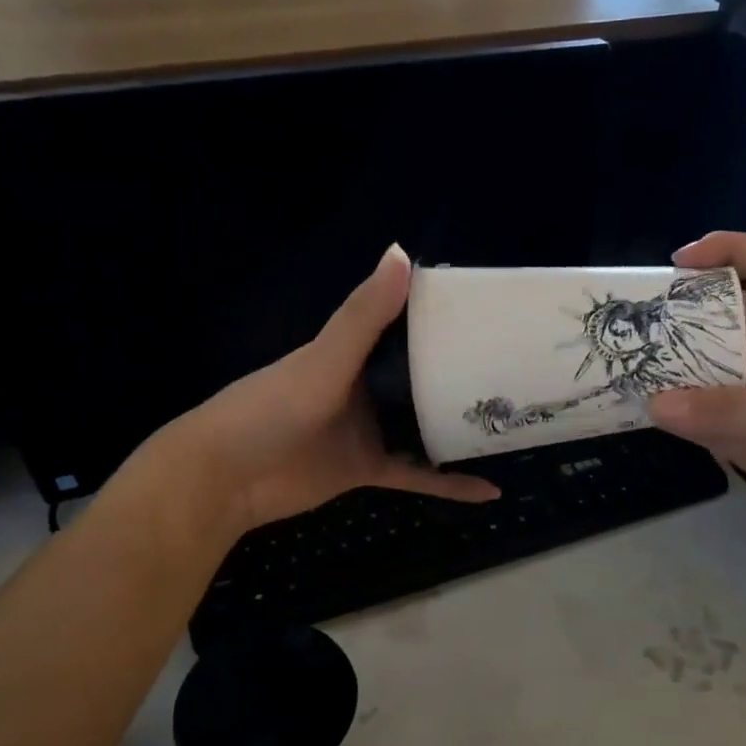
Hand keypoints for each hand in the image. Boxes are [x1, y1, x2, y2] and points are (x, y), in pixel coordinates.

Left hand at [131, 245, 497, 538]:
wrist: (226, 478)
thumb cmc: (271, 408)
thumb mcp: (324, 359)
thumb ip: (363, 316)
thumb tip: (402, 254)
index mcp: (355, 352)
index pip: (407, 326)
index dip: (445, 318)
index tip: (493, 313)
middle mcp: (367, 386)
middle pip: (424, 377)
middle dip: (465, 375)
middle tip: (519, 371)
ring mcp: (370, 429)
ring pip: (426, 425)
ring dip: (462, 428)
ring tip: (514, 424)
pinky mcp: (370, 469)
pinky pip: (419, 475)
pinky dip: (450, 484)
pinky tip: (489, 491)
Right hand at [646, 232, 745, 564]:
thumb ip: (733, 412)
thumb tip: (655, 405)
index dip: (730, 251)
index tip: (681, 260)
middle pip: (725, 320)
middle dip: (683, 314)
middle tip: (634, 323)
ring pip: (708, 372)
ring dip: (672, 368)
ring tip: (625, 365)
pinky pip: (703, 420)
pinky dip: (675, 415)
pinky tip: (645, 413)